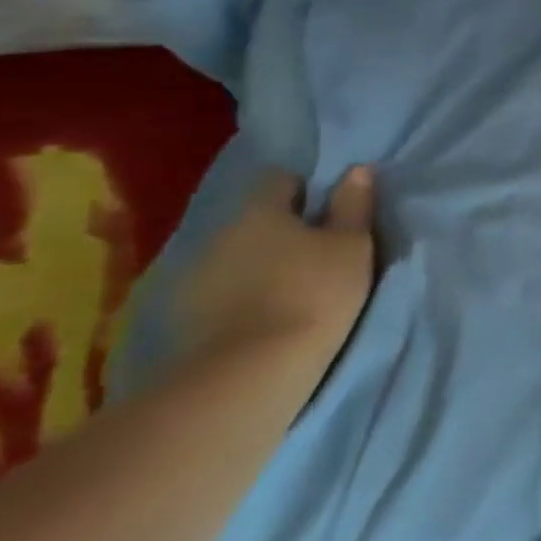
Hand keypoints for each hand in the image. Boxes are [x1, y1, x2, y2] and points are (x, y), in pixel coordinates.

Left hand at [175, 166, 377, 375]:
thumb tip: (356, 170)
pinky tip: (262, 312)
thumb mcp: (353, 246)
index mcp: (262, 211)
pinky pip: (220, 289)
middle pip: (256, 219)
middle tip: (316, 250)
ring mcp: (196, 274)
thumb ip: (353, 206)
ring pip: (236, 254)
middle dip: (282, 229)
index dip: (306, 189)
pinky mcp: (185, 314)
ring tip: (289, 286)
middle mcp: (222, 232)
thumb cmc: (316, 293)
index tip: (328, 210)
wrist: (252, 370)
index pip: (280, 180)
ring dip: (259, 262)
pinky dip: (240, 293)